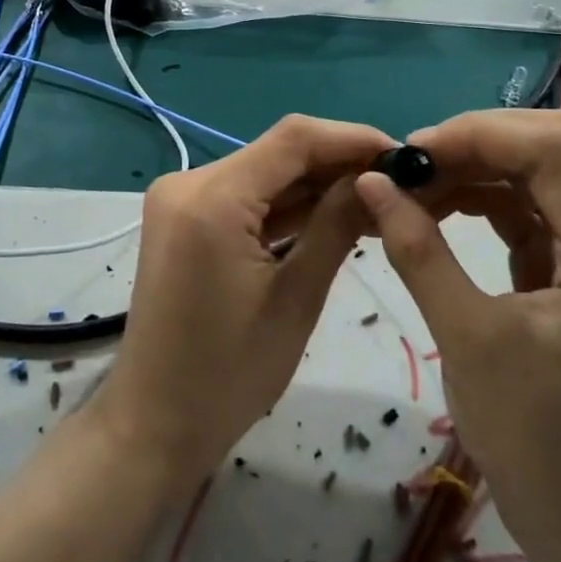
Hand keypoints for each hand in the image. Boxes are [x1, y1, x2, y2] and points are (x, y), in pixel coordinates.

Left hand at [96, 115, 396, 497]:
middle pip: (276, 153)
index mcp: (210, 198)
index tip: (404, 155)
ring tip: (378, 201)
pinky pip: (243, 199)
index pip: (293, 139)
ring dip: (315, 186)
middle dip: (338, 164)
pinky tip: (332, 215)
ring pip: (263, 175)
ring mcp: (180, 200)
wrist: (156, 423)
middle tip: (399, 184)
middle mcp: (187, 183)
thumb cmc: (229, 374)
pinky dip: (285, 207)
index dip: (352, 138)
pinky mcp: (182, 220)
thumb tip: (380, 179)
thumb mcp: (296, 298)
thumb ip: (336, 226)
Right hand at [356, 110, 560, 561]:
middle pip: (555, 147)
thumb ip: (418, 250)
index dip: (479, 134)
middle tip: (411, 167)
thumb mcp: (466, 338)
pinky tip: (441, 209)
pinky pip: (535, 209)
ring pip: (543, 172)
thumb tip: (372, 182)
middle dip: (478, 143)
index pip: (555, 148)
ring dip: (479, 168)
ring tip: (415, 187)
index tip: (411, 155)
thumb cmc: (532, 438)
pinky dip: (488, 199)